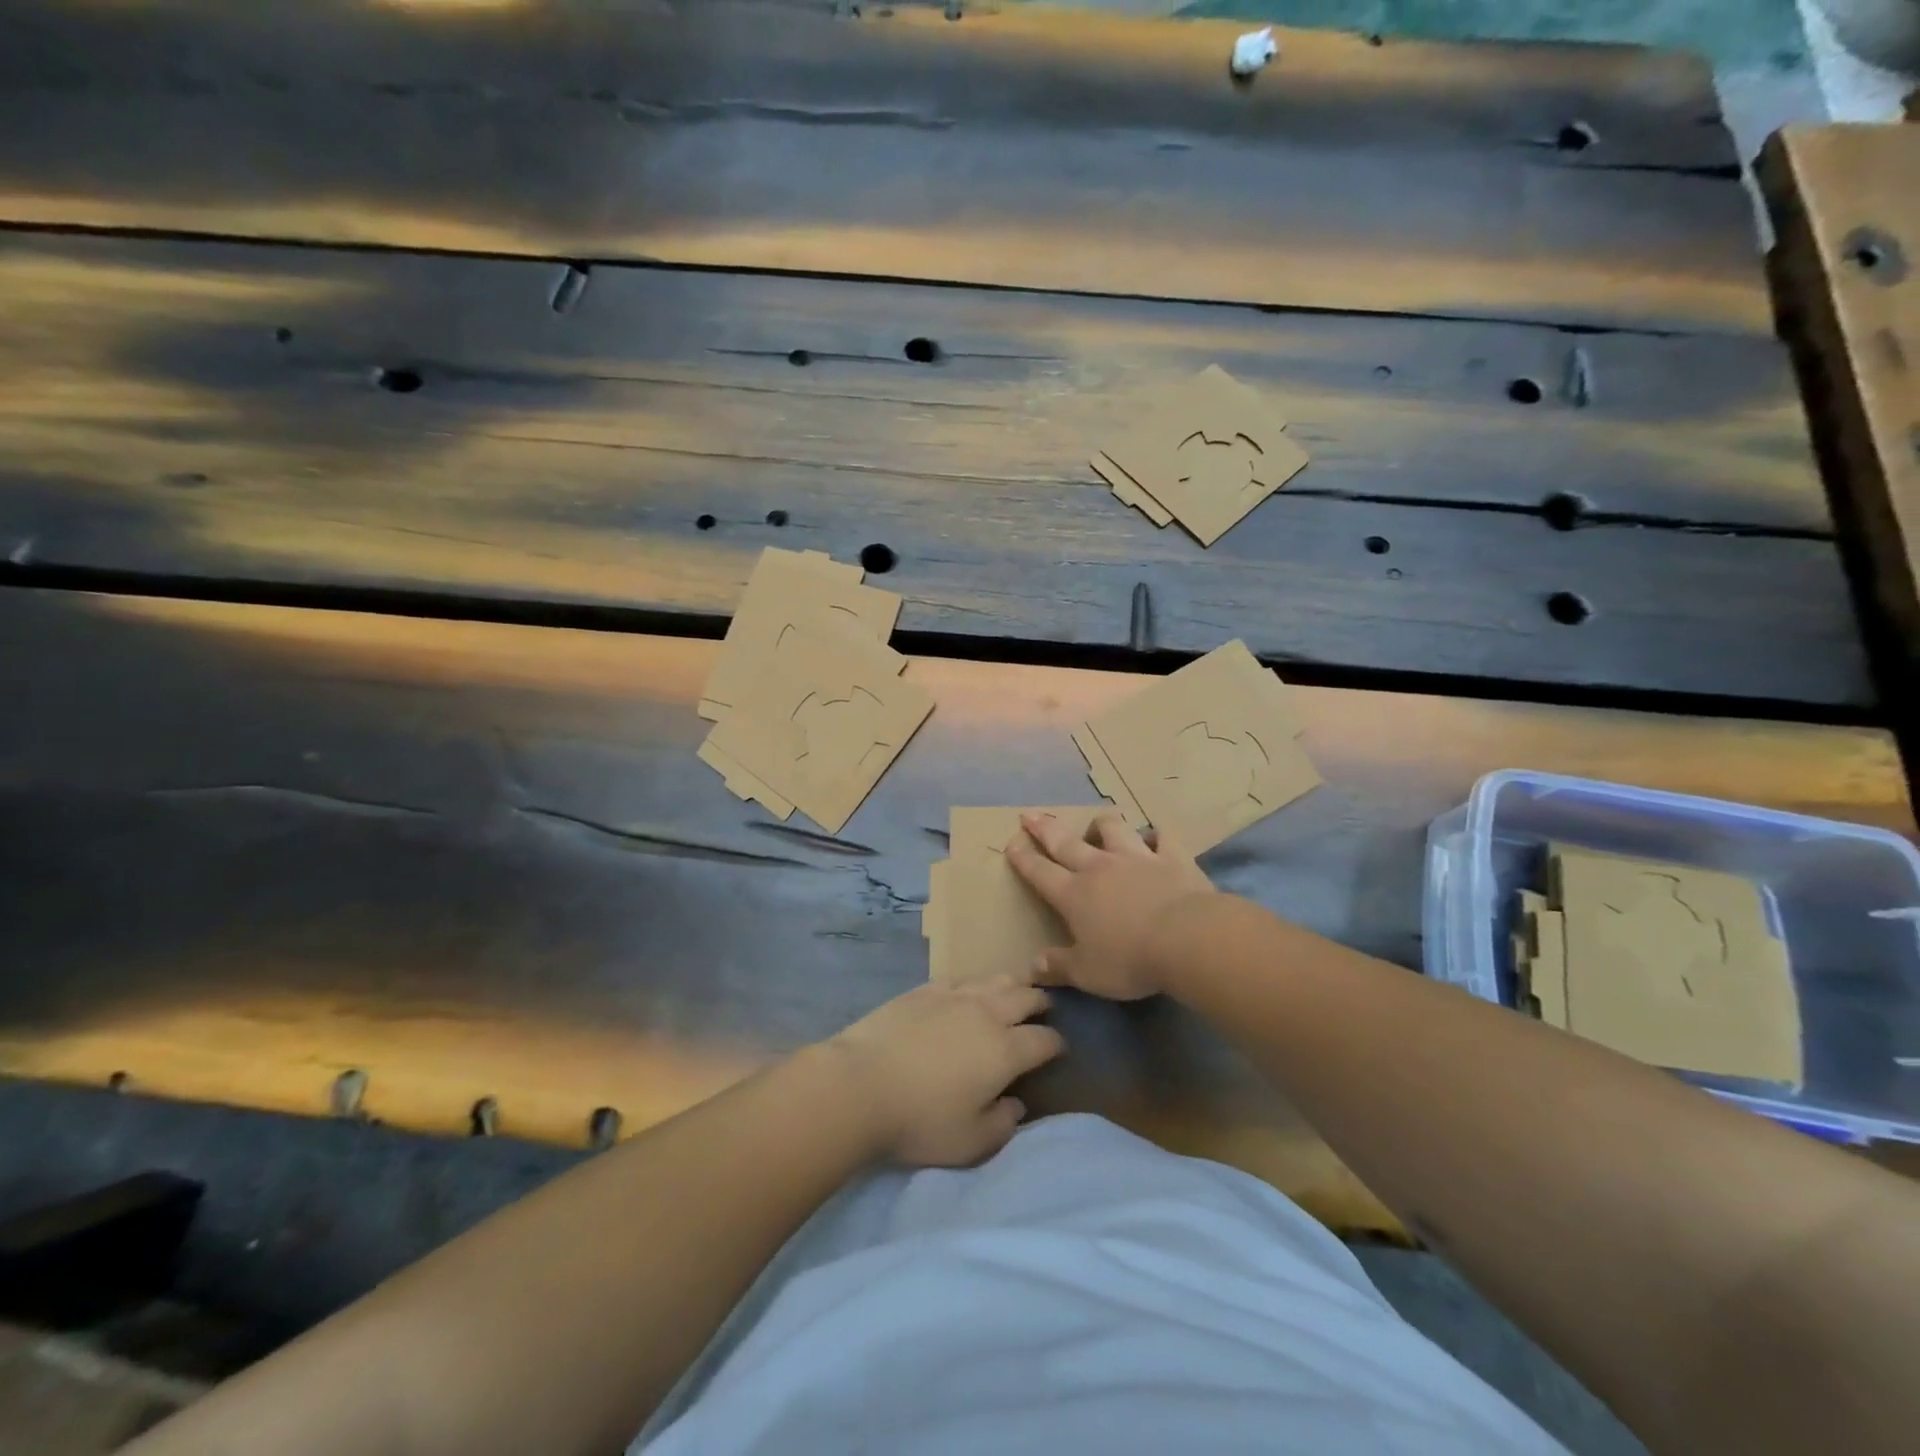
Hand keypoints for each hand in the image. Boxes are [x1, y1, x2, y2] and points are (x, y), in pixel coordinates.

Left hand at [825, 976, 1064, 1166]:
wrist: (861, 1083)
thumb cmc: (920, 1120)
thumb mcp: (970, 1142)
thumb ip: (1002, 1124)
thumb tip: (1015, 1104)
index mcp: (1005, 1050)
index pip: (1043, 1040)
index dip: (1056, 1044)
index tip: (1059, 1049)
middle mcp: (986, 1014)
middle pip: (1024, 998)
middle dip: (1040, 1002)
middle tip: (1045, 1008)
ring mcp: (953, 997)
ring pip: (993, 980)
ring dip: (1010, 985)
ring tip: (1014, 990)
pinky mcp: (923, 991)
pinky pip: (958, 980)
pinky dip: (971, 984)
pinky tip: (967, 990)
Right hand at [1004, 812, 1215, 999]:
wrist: (1187, 939)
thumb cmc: (1130, 959)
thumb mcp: (1087, 973)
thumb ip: (1059, 967)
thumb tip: (1033, 965)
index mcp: (1074, 895)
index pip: (1040, 873)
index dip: (1023, 859)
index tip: (1011, 844)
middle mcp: (1100, 868)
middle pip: (1066, 842)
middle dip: (1045, 829)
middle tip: (1031, 815)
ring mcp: (1137, 858)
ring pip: (1112, 830)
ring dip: (1101, 825)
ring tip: (1096, 825)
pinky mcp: (1172, 858)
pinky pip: (1162, 838)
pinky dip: (1156, 835)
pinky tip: (1154, 837)